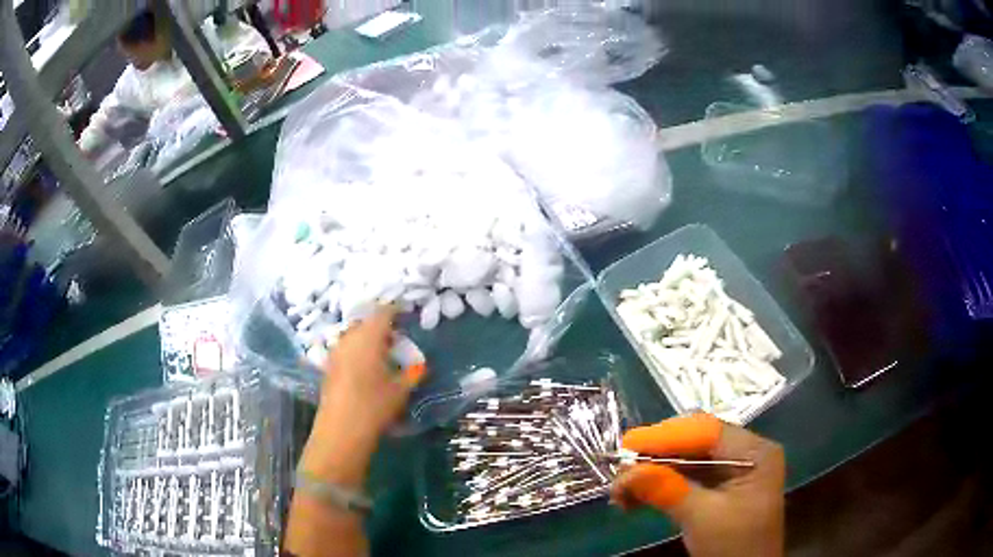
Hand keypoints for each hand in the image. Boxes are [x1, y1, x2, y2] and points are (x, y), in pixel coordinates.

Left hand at [299, 305, 422, 485]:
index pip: (383, 313)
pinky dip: (357, 351)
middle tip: (397, 338)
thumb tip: (419, 365)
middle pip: (366, 322)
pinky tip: (366, 367)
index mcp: (369, 337)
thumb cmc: (375, 406)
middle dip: (381, 326)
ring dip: (367, 339)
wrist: (341, 429)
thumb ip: (412, 373)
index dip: (396, 310)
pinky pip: (346, 348)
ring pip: (353, 335)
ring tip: (382, 353)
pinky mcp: (328, 366)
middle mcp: (349, 338)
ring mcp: (336, 351)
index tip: (406, 314)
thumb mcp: (401, 390)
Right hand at [611, 414, 784, 556]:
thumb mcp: (703, 517)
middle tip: (620, 471)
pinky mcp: (718, 489)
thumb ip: (667, 490)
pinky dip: (660, 487)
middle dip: (655, 457)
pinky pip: (685, 478)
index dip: (666, 436)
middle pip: (694, 443)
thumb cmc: (735, 545)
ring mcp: (731, 471)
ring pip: (685, 461)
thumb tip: (625, 472)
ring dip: (652, 474)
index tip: (628, 445)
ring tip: (620, 492)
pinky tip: (634, 499)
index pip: (708, 432)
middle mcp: (745, 453)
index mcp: (755, 452)